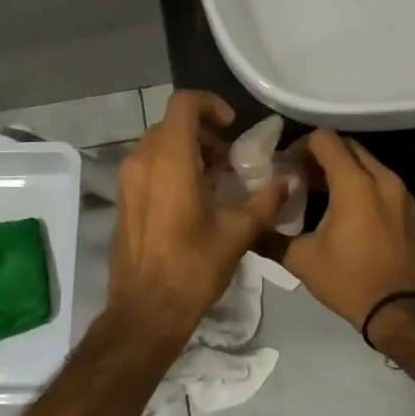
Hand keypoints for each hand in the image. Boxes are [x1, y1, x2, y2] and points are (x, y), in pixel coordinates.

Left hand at [106, 90, 289, 349]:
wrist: (145, 311)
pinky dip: (172, 166)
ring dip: (189, 150)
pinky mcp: (124, 198)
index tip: (232, 128)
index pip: (184, 104)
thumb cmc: (192, 268)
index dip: (211, 105)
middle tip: (231, 160)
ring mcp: (128, 179)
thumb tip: (290, 180)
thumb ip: (267, 201)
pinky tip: (194, 198)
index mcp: (170, 161)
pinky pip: (148, 164)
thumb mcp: (238, 233)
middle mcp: (143, 160)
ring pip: (159, 144)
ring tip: (216, 180)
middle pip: (173, 124)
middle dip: (204, 133)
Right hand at [281, 131, 414, 330]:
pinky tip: (342, 209)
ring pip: (365, 162)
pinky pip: (380, 181)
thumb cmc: (349, 280)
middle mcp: (381, 177)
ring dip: (341, 169)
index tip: (286, 166)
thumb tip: (248, 227)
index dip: (301, 146)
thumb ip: (270, 238)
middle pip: (347, 146)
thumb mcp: (302, 260)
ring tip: (318, 193)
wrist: (401, 311)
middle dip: (321, 155)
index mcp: (355, 183)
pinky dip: (360, 183)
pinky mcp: (408, 208)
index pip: (325, 139)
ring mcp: (400, 192)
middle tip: (299, 176)